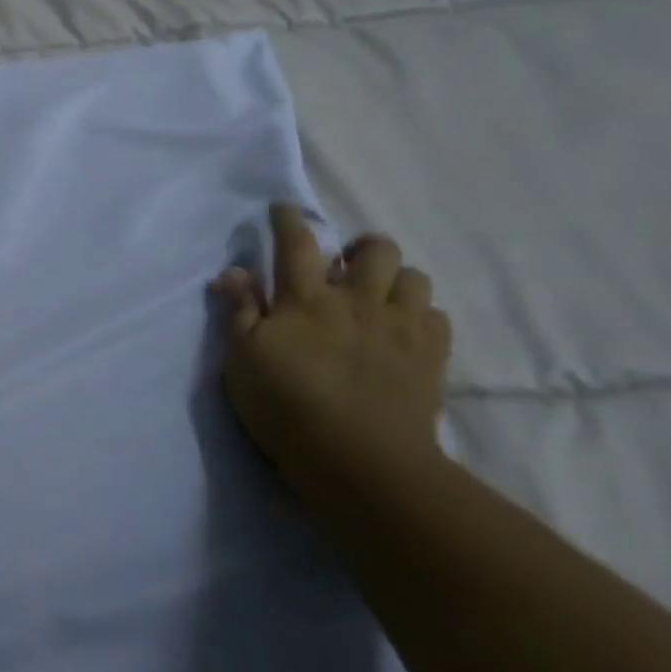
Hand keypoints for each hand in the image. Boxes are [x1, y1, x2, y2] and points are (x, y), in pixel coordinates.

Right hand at [211, 203, 451, 488]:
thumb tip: (233, 271)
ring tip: (379, 297)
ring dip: (395, 279)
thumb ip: (239, 312)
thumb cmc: (287, 409)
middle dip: (360, 246)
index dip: (288, 219)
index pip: (297, 243)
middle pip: (375, 249)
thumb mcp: (243, 361)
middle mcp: (358, 301)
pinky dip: (420, 314)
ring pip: (414, 276)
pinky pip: (437, 316)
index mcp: (307, 299)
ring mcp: (400, 327)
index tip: (284, 208)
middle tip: (345, 265)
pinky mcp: (431, 357)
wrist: (361, 463)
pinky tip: (404, 330)